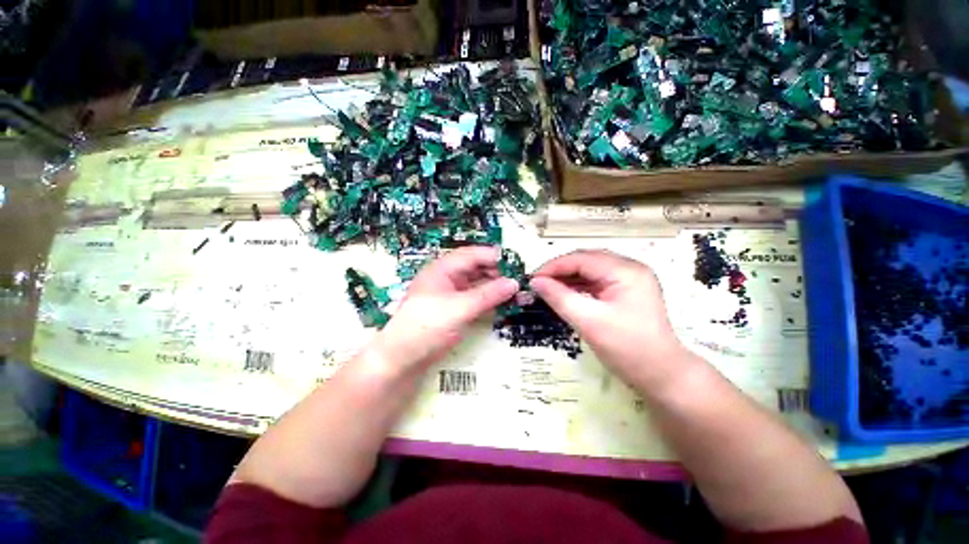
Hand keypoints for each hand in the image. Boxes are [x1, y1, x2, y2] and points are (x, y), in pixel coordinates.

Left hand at [372, 246, 518, 369]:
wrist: (403, 356)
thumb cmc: (426, 326)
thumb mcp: (459, 308)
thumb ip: (487, 295)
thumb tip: (514, 283)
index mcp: (441, 269)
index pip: (472, 255)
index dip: (494, 257)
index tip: (518, 263)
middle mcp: (445, 279)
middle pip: (475, 269)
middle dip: (497, 273)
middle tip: (521, 280)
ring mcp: (448, 297)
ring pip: (476, 286)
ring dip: (495, 288)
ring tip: (517, 293)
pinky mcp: (452, 313)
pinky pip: (474, 301)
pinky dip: (489, 302)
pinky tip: (504, 305)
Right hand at [530, 250, 690, 389]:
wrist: (661, 373)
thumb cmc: (627, 348)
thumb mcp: (590, 323)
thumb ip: (561, 299)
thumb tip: (536, 282)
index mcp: (626, 270)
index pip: (583, 258)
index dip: (554, 266)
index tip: (530, 280)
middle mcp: (632, 269)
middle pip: (590, 262)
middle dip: (562, 272)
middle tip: (537, 287)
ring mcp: (635, 283)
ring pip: (596, 274)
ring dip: (573, 281)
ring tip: (548, 293)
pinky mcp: (633, 296)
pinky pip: (604, 286)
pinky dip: (585, 290)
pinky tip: (569, 299)